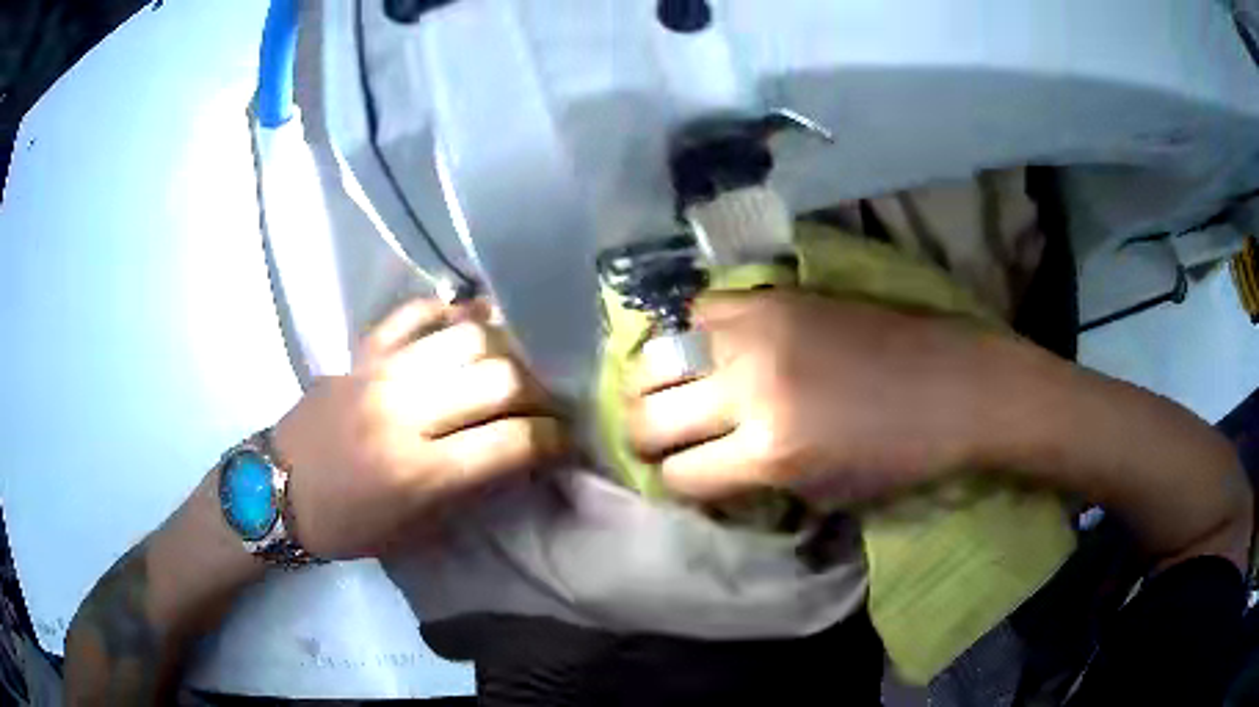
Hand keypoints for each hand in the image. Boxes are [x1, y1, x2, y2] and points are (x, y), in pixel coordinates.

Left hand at [272, 298, 569, 559]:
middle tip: (549, 404)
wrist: (275, 491)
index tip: (567, 442)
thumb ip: (471, 492)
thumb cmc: (346, 526)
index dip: (554, 440)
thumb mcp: (416, 533)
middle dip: (540, 391)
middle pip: (499, 377)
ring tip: (516, 365)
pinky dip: (449, 312)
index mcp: (419, 472)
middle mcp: (405, 412)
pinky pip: (414, 314)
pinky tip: (467, 325)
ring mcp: (380, 372)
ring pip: (466, 335)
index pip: (511, 441)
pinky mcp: (361, 352)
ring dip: (506, 348)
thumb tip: (520, 457)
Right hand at [626, 290, 1002, 504]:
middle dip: (641, 437)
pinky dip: (688, 334)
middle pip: (647, 416)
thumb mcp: (823, 494)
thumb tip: (702, 473)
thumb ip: (753, 483)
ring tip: (667, 393)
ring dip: (652, 383)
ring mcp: (758, 332)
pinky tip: (704, 348)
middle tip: (658, 441)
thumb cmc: (900, 456)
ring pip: (654, 356)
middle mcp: (750, 388)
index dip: (674, 487)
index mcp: (770, 452)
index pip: (679, 476)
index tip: (682, 482)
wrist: (955, 384)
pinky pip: (698, 309)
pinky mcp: (773, 296)